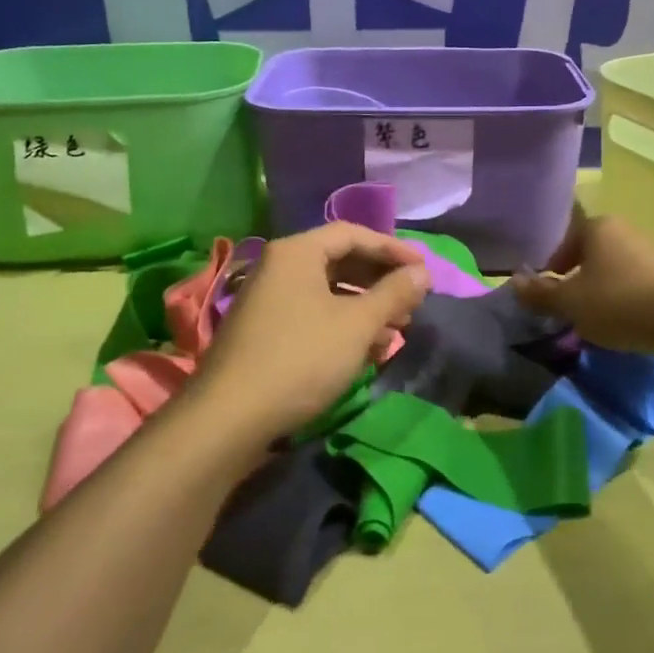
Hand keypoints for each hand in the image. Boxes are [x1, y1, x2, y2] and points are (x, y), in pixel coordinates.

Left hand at [195, 223, 429, 442]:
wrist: (229, 418)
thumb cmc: (300, 359)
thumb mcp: (356, 325)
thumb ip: (393, 293)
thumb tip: (422, 272)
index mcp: (297, 252)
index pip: (353, 234)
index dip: (393, 249)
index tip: (425, 270)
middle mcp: (279, 267)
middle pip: (340, 260)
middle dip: (381, 281)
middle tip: (413, 301)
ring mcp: (269, 299)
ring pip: (329, 291)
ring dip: (366, 306)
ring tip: (398, 329)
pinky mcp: (266, 330)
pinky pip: (314, 313)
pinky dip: (344, 324)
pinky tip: (367, 349)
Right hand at [512, 207, 653, 353]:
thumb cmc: (620, 301)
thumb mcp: (571, 303)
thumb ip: (541, 293)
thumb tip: (512, 282)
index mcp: (597, 227)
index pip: (563, 240)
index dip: (551, 267)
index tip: (548, 293)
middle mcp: (625, 231)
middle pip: (591, 253)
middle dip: (578, 279)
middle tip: (570, 308)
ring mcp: (653, 250)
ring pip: (615, 269)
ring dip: (604, 291)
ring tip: (599, 320)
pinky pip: (639, 284)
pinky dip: (628, 300)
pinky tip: (630, 323)